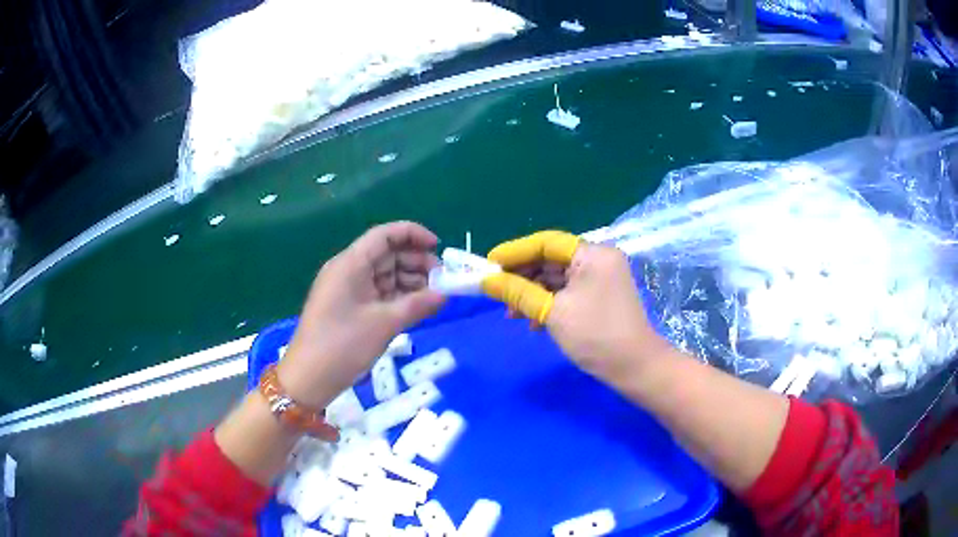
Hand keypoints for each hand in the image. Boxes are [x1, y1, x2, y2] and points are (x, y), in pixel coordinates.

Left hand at [279, 222, 445, 407]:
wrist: (309, 378)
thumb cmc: (343, 345)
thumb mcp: (385, 324)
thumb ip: (418, 305)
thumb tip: (445, 294)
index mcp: (351, 263)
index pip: (385, 235)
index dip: (413, 234)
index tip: (439, 247)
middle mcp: (348, 270)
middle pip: (387, 254)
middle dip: (416, 263)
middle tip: (443, 280)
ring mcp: (348, 290)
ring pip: (385, 275)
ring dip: (410, 282)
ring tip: (435, 296)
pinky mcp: (349, 308)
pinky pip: (378, 293)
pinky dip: (398, 297)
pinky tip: (418, 307)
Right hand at [482, 231, 669, 381]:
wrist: (634, 367)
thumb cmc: (595, 336)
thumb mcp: (553, 313)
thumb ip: (518, 292)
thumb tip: (486, 281)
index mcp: (592, 254)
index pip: (546, 242)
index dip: (515, 251)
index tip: (488, 264)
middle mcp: (598, 259)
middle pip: (551, 259)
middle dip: (522, 276)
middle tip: (495, 290)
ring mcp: (600, 278)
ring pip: (557, 277)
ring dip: (532, 293)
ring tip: (511, 313)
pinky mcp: (599, 295)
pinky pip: (567, 291)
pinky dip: (548, 302)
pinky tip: (533, 322)